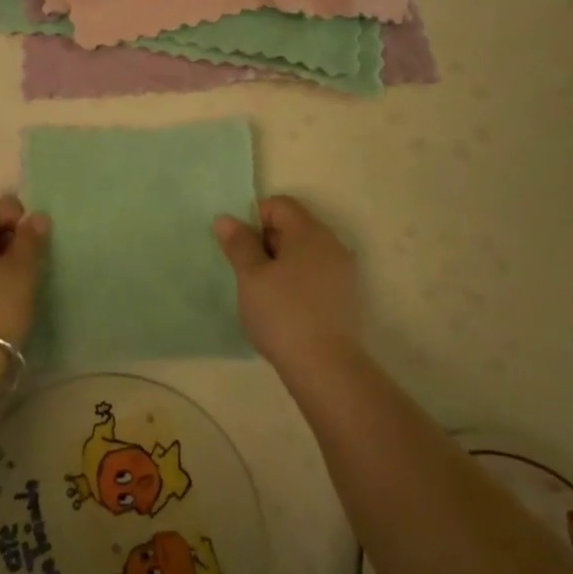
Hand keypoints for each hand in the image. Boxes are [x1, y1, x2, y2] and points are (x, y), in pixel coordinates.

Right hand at [214, 195, 363, 369]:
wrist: (326, 368)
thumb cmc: (283, 314)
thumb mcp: (251, 276)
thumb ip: (239, 244)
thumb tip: (226, 219)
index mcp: (309, 232)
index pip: (279, 205)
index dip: (254, 218)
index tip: (239, 246)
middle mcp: (332, 244)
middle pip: (294, 226)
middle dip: (266, 241)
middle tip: (247, 271)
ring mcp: (343, 272)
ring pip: (305, 253)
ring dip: (281, 263)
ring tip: (263, 292)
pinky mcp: (346, 298)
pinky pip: (316, 275)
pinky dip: (297, 282)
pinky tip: (284, 308)